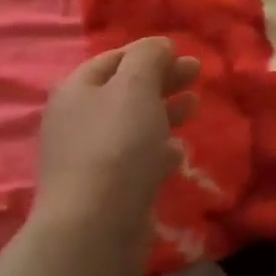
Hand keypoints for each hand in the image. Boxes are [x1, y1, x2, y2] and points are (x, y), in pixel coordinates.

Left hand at [34, 39, 198, 267]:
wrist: (94, 229)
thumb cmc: (116, 145)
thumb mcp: (135, 86)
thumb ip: (149, 57)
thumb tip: (159, 46)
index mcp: (77, 90)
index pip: (114, 58)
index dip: (148, 52)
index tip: (182, 52)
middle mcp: (78, 120)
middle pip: (125, 90)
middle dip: (162, 79)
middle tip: (197, 74)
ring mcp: (90, 158)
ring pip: (133, 124)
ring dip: (164, 112)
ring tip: (194, 107)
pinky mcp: (106, 190)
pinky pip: (136, 159)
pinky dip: (158, 150)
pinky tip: (178, 152)